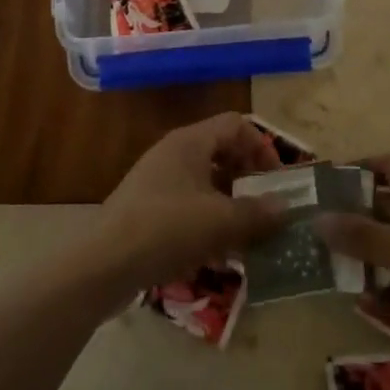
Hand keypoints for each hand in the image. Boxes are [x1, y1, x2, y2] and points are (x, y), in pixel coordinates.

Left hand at [93, 112, 288, 294]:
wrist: (104, 264)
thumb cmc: (167, 229)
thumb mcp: (221, 222)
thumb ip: (257, 213)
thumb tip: (285, 207)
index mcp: (191, 141)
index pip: (236, 124)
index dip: (261, 147)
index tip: (276, 181)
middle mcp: (173, 152)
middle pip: (221, 151)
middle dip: (247, 178)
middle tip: (264, 207)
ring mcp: (157, 180)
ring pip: (205, 182)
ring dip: (229, 204)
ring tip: (247, 236)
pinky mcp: (146, 209)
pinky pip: (187, 205)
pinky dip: (207, 222)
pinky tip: (217, 255)